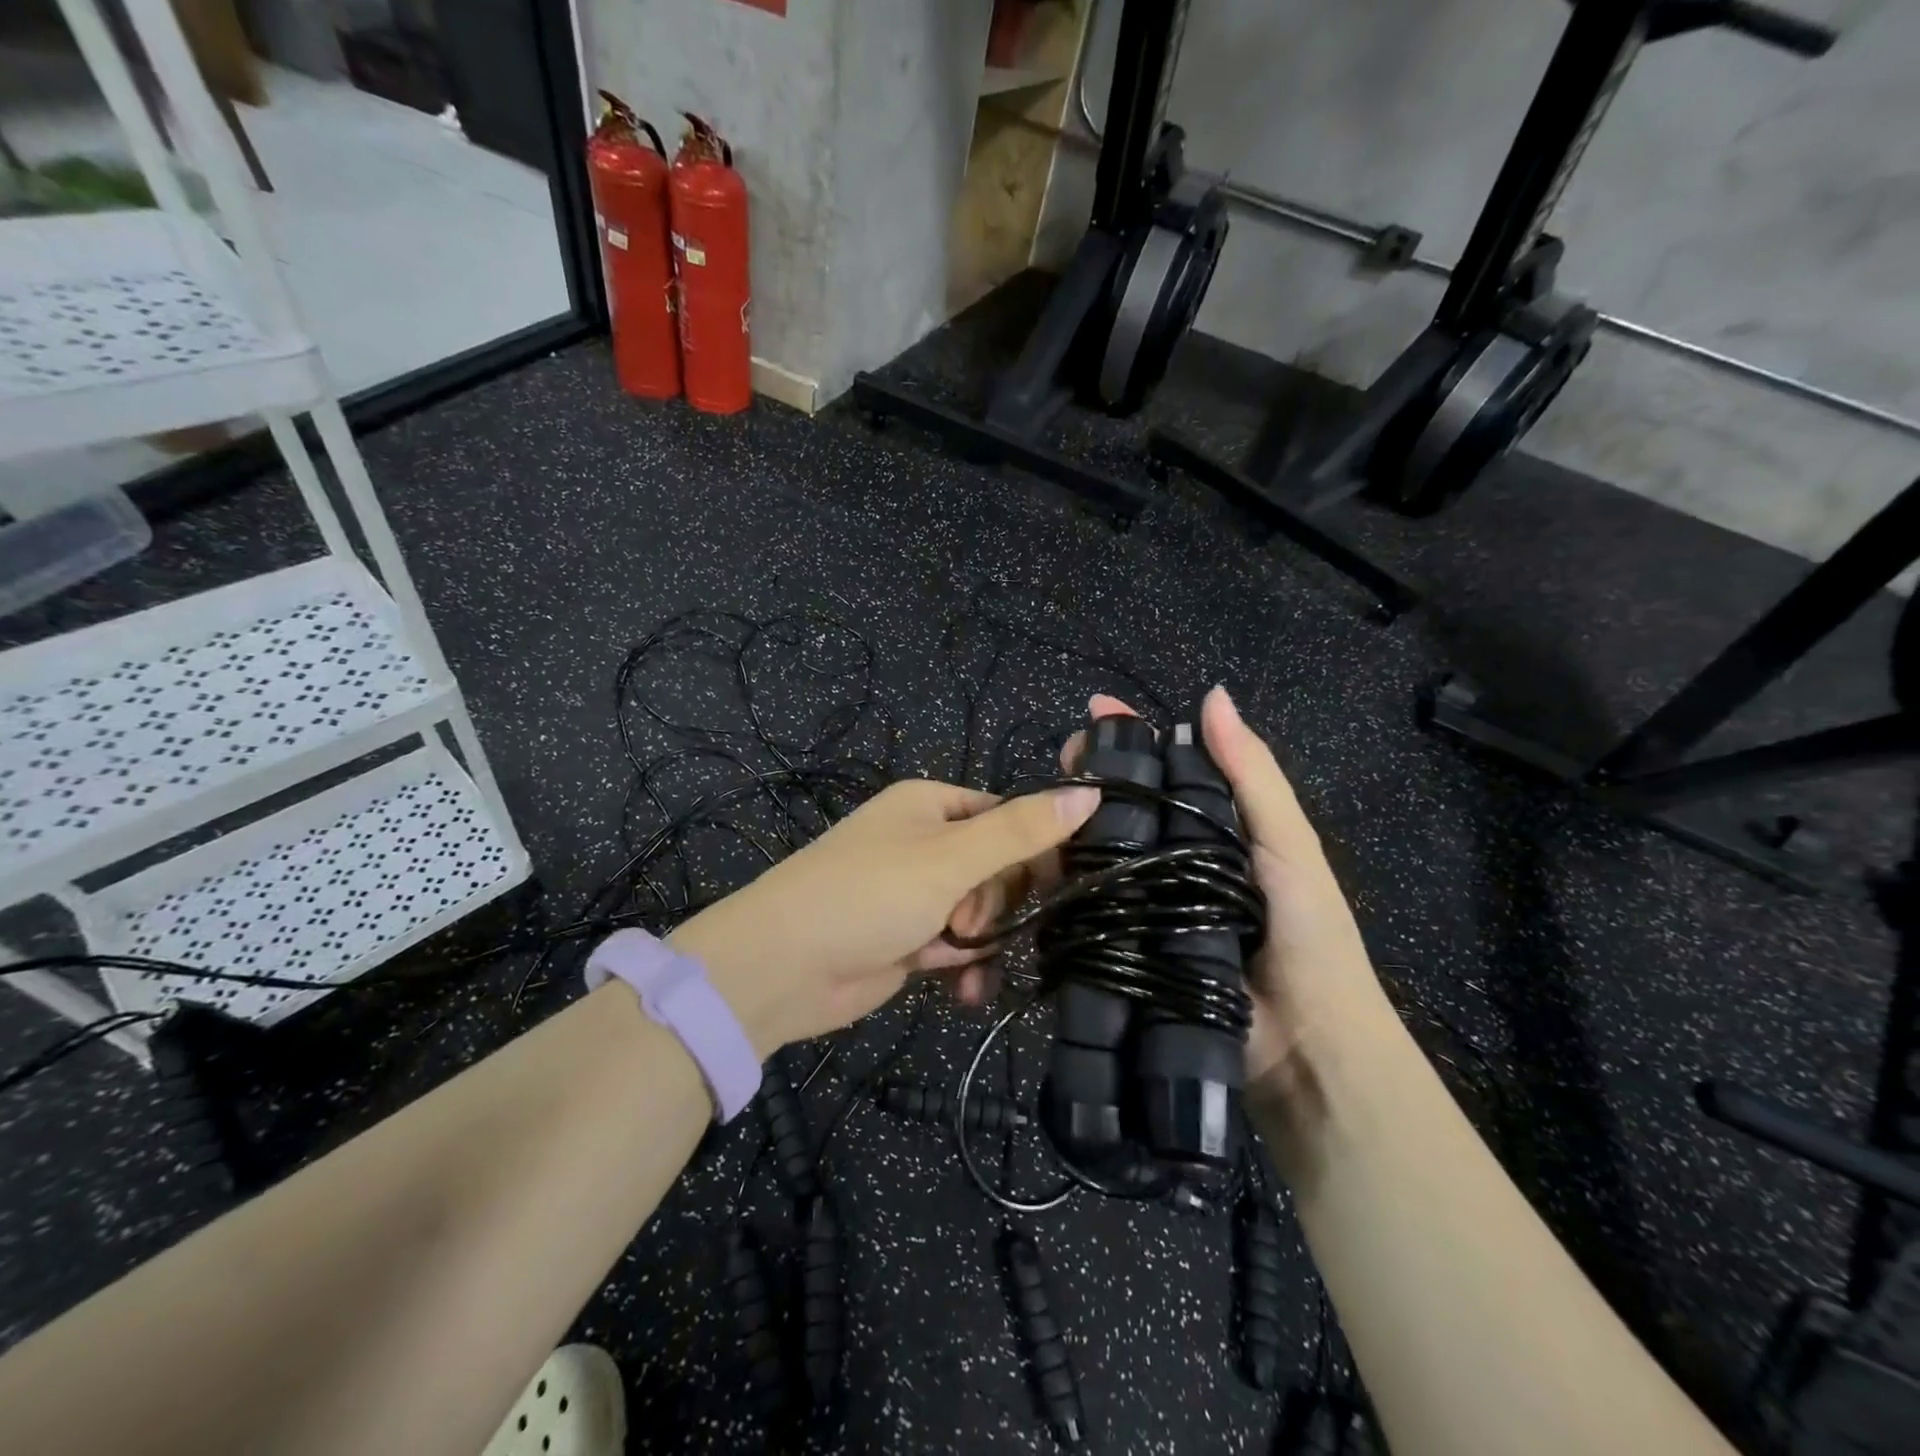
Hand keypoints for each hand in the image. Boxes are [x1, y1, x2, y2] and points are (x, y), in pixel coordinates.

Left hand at [668, 778, 1100, 1057]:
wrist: (782, 967)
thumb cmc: (869, 893)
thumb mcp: (951, 858)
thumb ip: (1021, 831)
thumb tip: (1089, 794)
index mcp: (931, 805)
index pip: (1006, 816)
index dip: (1034, 849)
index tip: (1056, 884)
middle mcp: (923, 843)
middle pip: (997, 868)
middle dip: (997, 902)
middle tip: (973, 918)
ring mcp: (914, 894)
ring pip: (979, 912)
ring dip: (983, 940)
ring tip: (961, 957)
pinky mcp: (906, 940)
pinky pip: (954, 947)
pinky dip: (963, 967)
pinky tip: (963, 990)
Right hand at [1068, 687, 1381, 1090]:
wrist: (1305, 1048)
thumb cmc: (1307, 935)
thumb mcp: (1287, 845)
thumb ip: (1252, 774)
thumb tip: (1213, 695)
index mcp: (1213, 829)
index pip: (1165, 769)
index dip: (1132, 737)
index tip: (1093, 713)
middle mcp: (1173, 860)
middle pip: (1124, 807)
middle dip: (1089, 778)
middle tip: (1058, 763)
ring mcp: (1146, 905)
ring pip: (1097, 855)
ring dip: (1067, 828)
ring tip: (1036, 810)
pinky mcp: (1124, 948)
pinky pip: (1088, 910)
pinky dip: (1062, 887)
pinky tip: (1037, 866)